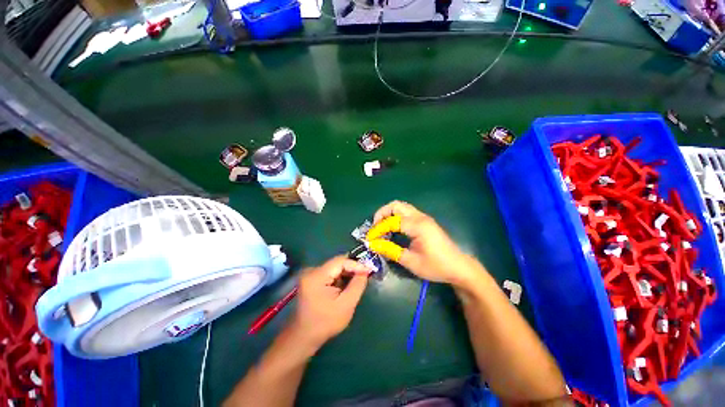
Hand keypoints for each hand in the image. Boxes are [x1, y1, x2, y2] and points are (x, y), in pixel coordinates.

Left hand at [290, 256, 369, 348]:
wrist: (304, 337)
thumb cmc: (325, 323)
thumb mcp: (346, 305)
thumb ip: (357, 285)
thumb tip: (365, 271)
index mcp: (317, 276)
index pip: (340, 261)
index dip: (356, 264)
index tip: (369, 270)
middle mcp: (312, 271)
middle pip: (337, 263)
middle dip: (352, 268)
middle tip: (366, 273)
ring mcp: (311, 274)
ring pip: (334, 267)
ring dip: (347, 272)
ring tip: (359, 279)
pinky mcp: (312, 279)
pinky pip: (330, 273)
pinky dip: (340, 277)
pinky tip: (347, 284)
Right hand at [366, 201, 483, 286]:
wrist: (458, 267)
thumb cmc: (436, 266)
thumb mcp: (411, 262)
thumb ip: (391, 251)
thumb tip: (373, 244)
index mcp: (418, 226)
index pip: (391, 221)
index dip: (378, 229)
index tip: (369, 239)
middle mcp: (420, 217)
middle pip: (395, 205)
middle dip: (381, 214)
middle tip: (375, 228)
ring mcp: (423, 217)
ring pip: (401, 207)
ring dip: (388, 214)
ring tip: (381, 228)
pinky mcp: (425, 221)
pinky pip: (406, 213)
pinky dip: (395, 217)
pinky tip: (393, 229)